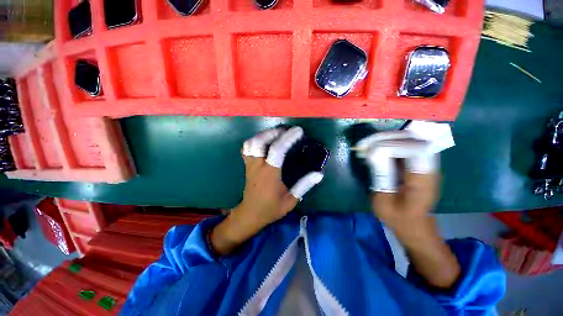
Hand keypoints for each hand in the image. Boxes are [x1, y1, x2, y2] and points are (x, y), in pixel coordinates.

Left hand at [211, 127, 323, 255]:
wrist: (251, 214)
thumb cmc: (271, 208)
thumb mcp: (291, 200)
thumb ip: (304, 185)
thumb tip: (319, 174)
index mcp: (269, 173)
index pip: (278, 150)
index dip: (288, 138)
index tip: (298, 131)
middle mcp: (257, 166)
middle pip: (260, 141)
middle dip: (273, 132)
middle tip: (286, 131)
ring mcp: (250, 164)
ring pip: (251, 143)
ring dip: (263, 135)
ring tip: (276, 134)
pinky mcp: (247, 165)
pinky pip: (246, 148)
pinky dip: (254, 141)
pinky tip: (264, 141)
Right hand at [356, 131, 438, 225]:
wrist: (413, 224)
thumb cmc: (398, 218)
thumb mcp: (384, 202)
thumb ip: (380, 177)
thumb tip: (372, 154)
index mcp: (423, 180)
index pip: (415, 150)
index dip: (391, 145)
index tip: (370, 152)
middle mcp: (428, 167)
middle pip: (412, 139)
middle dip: (385, 138)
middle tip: (363, 144)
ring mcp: (424, 163)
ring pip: (408, 139)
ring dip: (385, 139)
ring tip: (366, 145)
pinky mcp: (416, 163)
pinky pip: (404, 145)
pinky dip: (387, 143)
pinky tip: (373, 149)